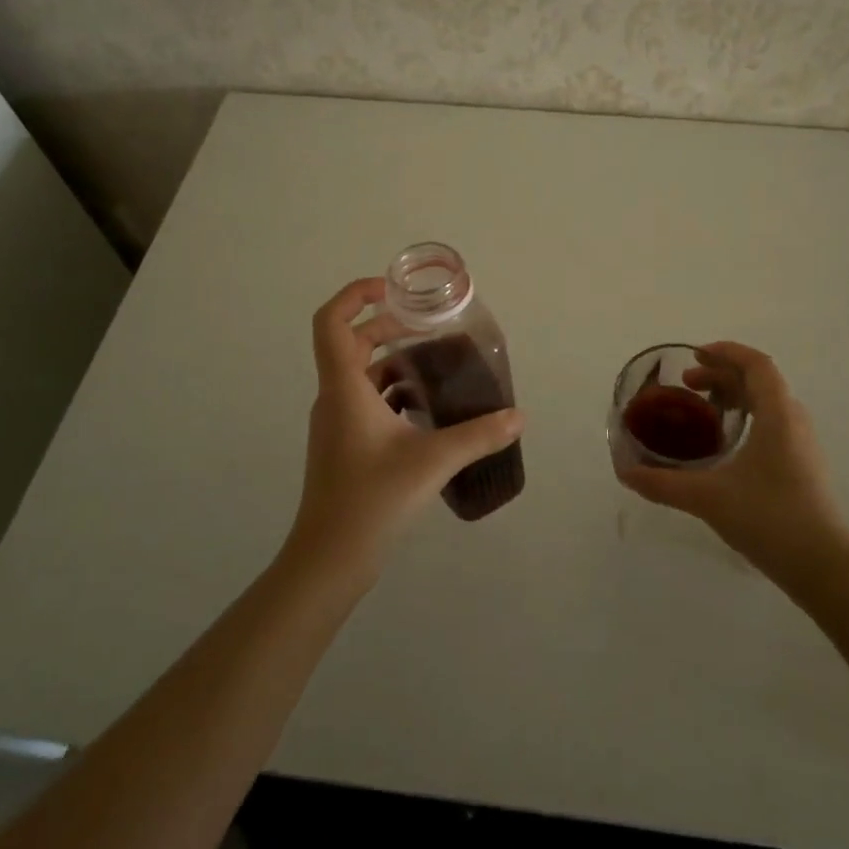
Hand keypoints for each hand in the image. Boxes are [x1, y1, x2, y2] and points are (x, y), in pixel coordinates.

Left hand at [288, 277, 524, 582]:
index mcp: (344, 388)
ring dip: (392, 361)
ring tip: (435, 365)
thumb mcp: (432, 462)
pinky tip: (425, 410)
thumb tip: (519, 416)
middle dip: (387, 326)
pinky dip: (392, 392)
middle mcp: (334, 398)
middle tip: (427, 326)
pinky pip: (365, 401)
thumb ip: (479, 435)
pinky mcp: (343, 445)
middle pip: (350, 343)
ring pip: (359, 374)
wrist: (329, 559)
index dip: (355, 294)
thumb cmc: (372, 500)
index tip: (392, 289)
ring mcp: (335, 424)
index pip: (331, 322)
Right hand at [614, 342, 848, 584]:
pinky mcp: (803, 465)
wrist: (823, 567)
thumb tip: (625, 473)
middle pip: (760, 380)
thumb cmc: (769, 518)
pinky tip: (725, 444)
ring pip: (768, 402)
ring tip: (703, 409)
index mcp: (777, 415)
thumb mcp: (708, 498)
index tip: (694, 355)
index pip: (756, 364)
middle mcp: (794, 421)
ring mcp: (803, 444)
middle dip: (721, 375)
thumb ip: (663, 483)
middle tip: (687, 385)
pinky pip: (774, 423)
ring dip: (735, 396)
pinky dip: (747, 417)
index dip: (726, 352)